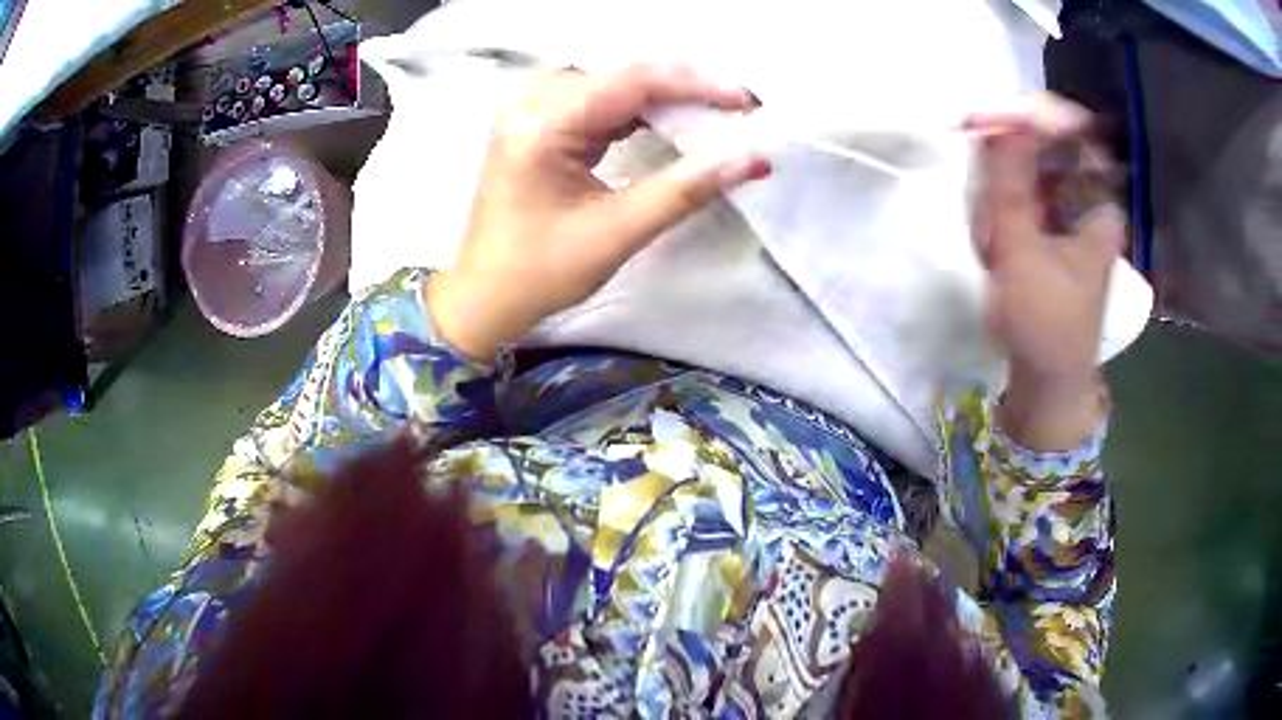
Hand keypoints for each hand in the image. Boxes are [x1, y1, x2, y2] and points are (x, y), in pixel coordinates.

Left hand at [427, 63, 769, 360]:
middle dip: (684, 88)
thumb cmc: (541, 273)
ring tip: (714, 116)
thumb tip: (753, 158)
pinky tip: (671, 123)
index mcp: (542, 124)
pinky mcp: (536, 122)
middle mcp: (530, 102)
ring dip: (664, 97)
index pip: (632, 82)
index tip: (747, 102)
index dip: (696, 85)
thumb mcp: (618, 232)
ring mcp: (530, 109)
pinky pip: (597, 100)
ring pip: (612, 83)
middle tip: (737, 110)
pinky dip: (637, 110)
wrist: (485, 296)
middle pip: (622, 75)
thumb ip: (687, 188)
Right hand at [966, 96, 1123, 449]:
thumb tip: (997, 120)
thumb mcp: (1024, 251)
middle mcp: (1084, 198)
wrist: (1045, 377)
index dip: (1033, 116)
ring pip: (1022, 172)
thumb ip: (1009, 183)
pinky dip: (997, 216)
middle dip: (1006, 175)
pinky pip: (1014, 197)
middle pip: (1041, 149)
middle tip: (991, 213)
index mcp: (1098, 202)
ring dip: (997, 202)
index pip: (1072, 130)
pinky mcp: (1044, 225)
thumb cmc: (1046, 321)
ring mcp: (1063, 211)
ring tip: (993, 249)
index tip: (990, 120)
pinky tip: (993, 251)